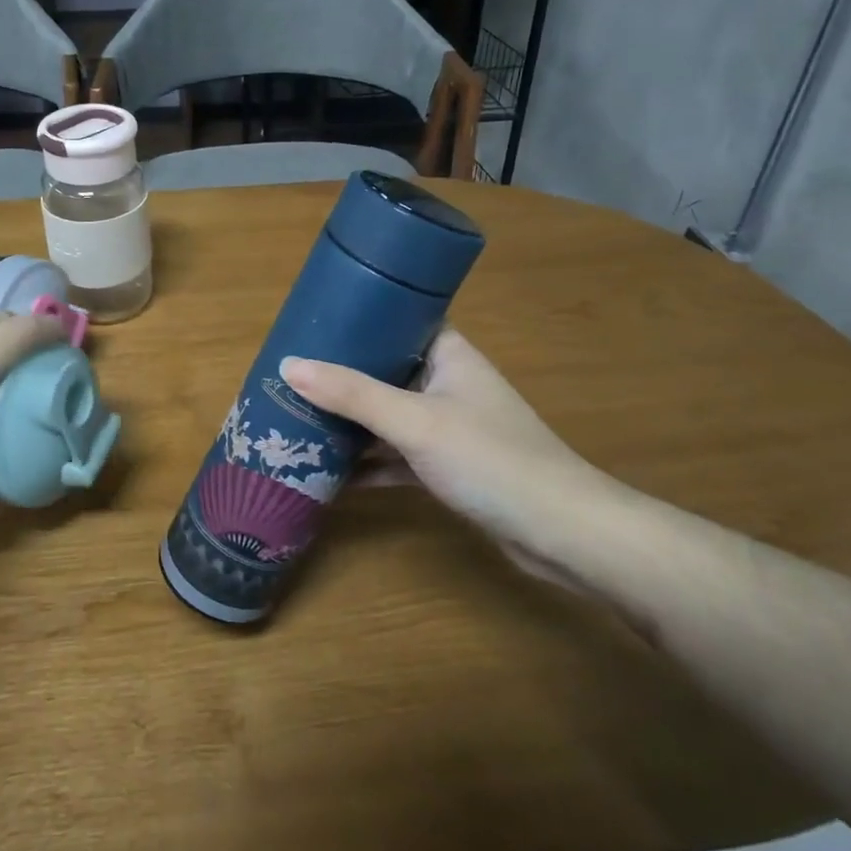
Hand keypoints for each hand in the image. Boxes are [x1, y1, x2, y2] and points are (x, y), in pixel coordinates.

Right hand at [280, 328, 629, 586]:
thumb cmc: (490, 459)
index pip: (399, 320)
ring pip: (389, 416)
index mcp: (449, 355)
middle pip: (386, 370)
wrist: (560, 533)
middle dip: (341, 375)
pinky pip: (397, 456)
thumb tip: (289, 364)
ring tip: (296, 418)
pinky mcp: (448, 467)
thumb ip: (353, 394)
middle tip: (289, 374)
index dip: (358, 318)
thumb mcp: (415, 422)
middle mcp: (448, 383)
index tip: (311, 323)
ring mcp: (449, 427)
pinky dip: (369, 462)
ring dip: (351, 422)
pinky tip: (329, 473)